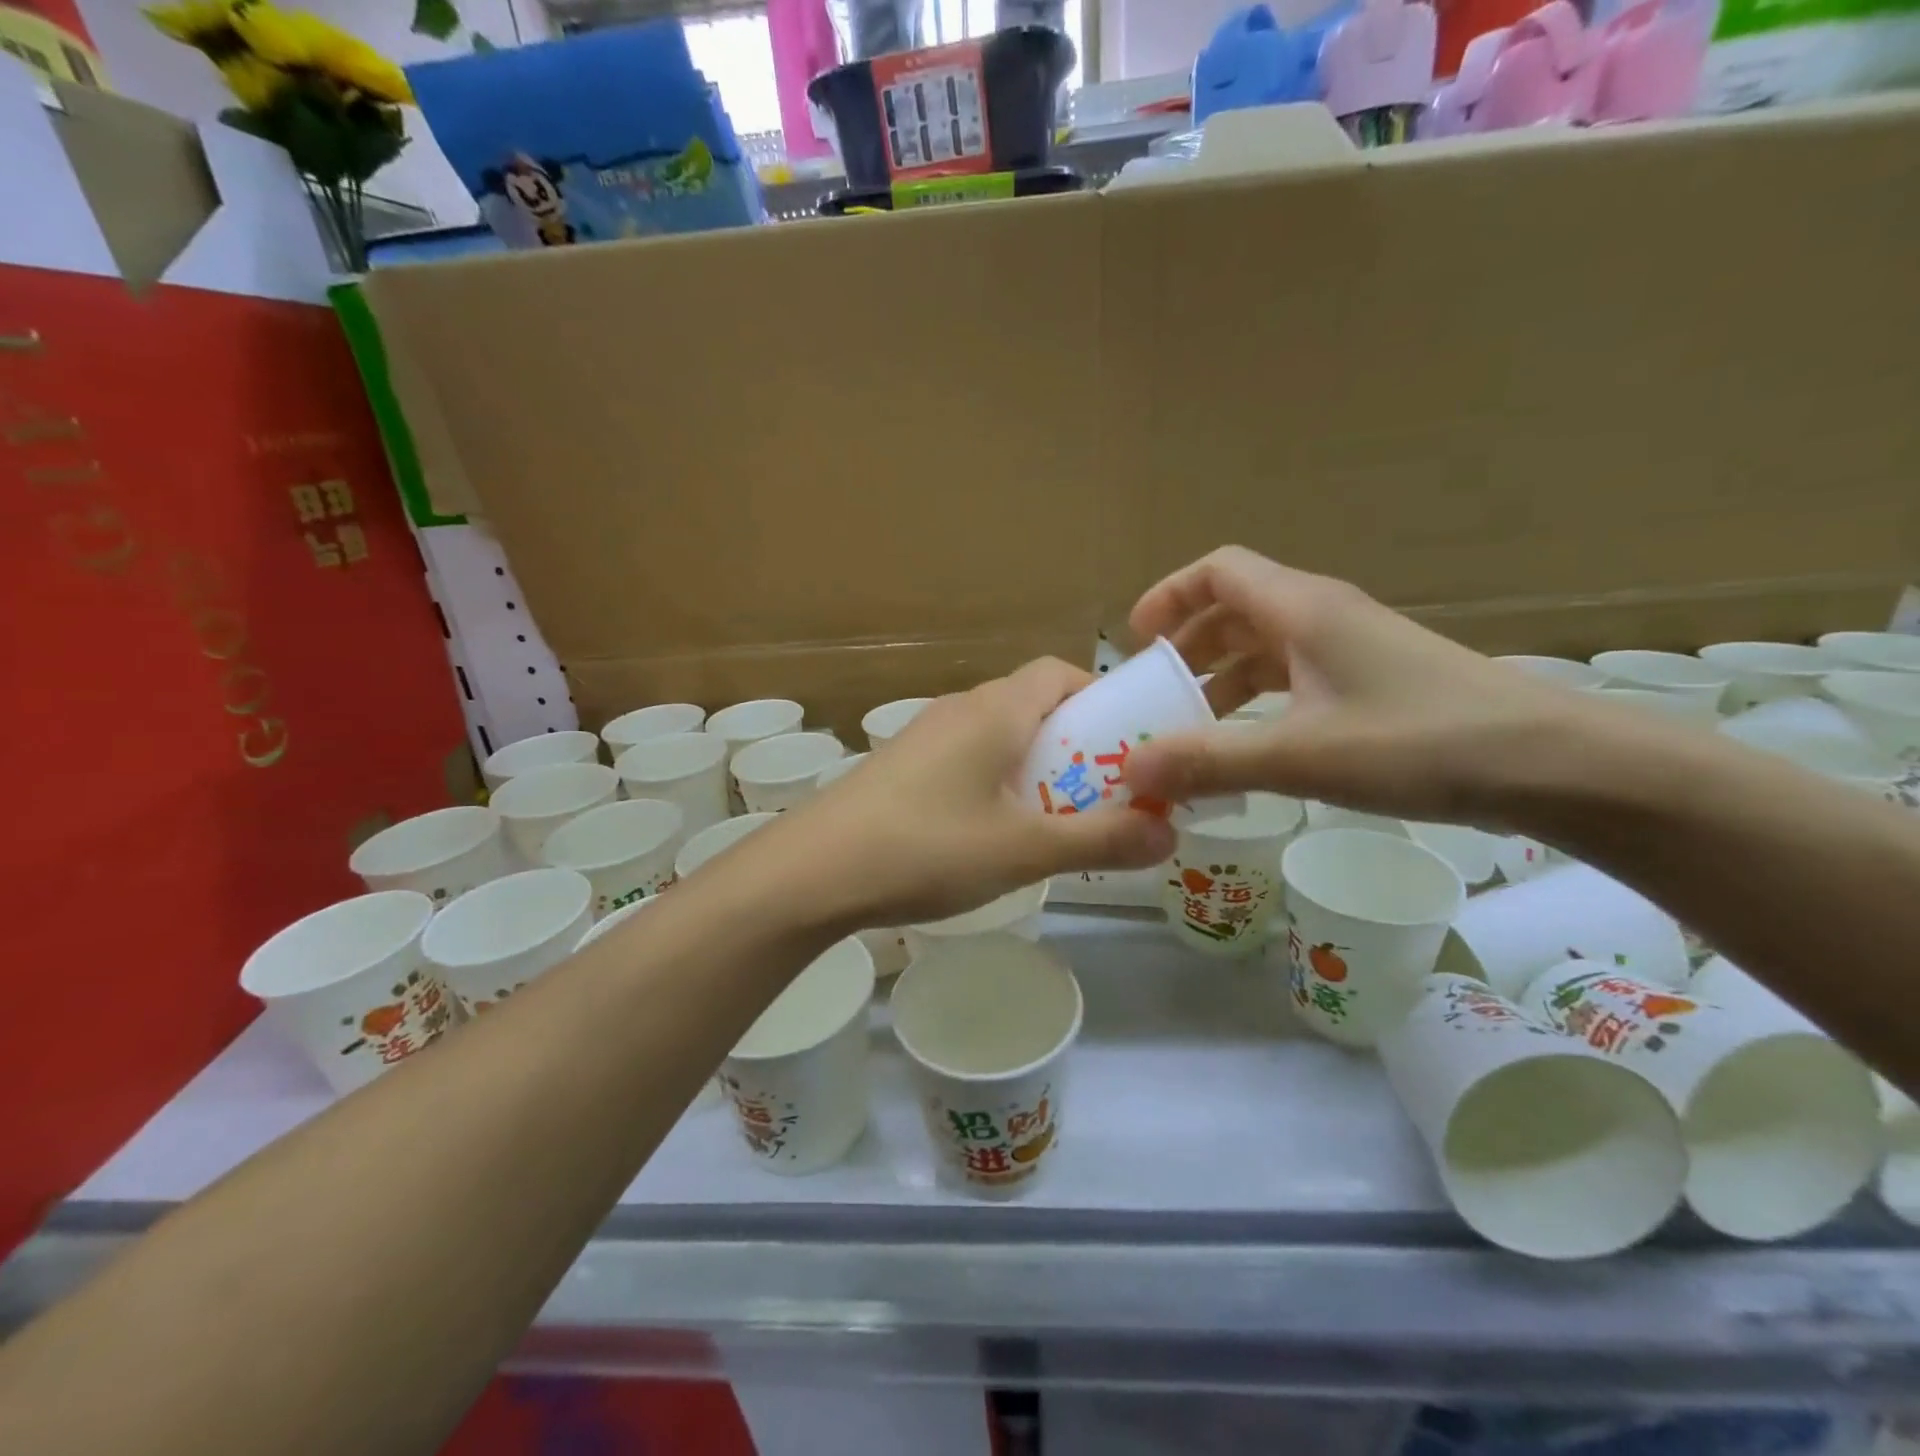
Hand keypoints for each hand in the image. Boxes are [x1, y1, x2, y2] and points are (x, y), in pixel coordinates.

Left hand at [767, 658, 1177, 928]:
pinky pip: (965, 759)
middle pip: (1032, 705)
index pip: (1060, 674)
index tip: (1126, 746)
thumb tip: (1168, 835)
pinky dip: (994, 782)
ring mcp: (923, 737)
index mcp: (995, 710)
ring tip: (1051, 821)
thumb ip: (1100, 841)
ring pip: (997, 735)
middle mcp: (959, 709)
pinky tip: (990, 835)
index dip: (1100, 700)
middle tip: (1100, 795)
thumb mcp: (1024, 851)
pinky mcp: (900, 767)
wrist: (811, 872)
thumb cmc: (927, 848)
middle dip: (1074, 744)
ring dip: (1033, 767)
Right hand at [1124, 546, 1601, 826]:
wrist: (1551, 765)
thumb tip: (1130, 769)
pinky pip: (1293, 679)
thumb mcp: (1300, 754)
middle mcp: (1322, 617)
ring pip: (1264, 648)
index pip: (1218, 570)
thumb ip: (1210, 760)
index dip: (1170, 596)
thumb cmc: (1419, 742)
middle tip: (1154, 696)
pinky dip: (1256, 703)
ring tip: (1189, 729)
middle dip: (1186, 648)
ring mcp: (1351, 650)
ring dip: (1220, 680)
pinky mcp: (1371, 684)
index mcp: (1301, 609)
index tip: (1136, 642)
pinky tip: (1247, 746)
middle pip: (1234, 610)